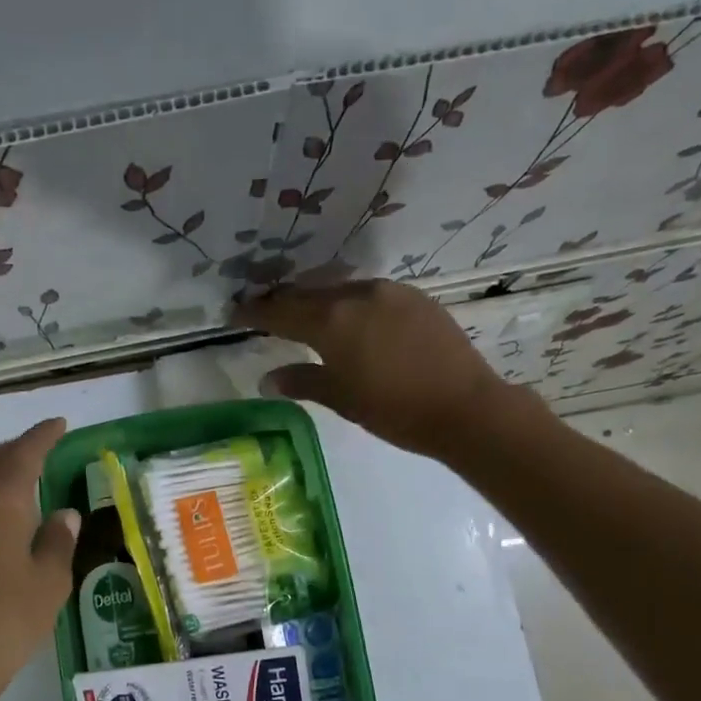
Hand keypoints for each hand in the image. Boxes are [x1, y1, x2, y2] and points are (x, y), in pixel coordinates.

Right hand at [234, 280, 529, 462]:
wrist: (465, 407)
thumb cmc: (394, 409)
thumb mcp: (341, 398)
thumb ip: (302, 381)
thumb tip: (268, 379)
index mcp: (332, 321)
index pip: (280, 311)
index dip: (255, 312)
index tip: (235, 312)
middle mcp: (357, 295)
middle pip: (309, 294)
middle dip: (284, 303)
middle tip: (265, 312)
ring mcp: (390, 292)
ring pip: (341, 290)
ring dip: (318, 300)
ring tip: (306, 314)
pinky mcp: (416, 298)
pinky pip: (370, 294)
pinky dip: (350, 303)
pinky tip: (351, 319)